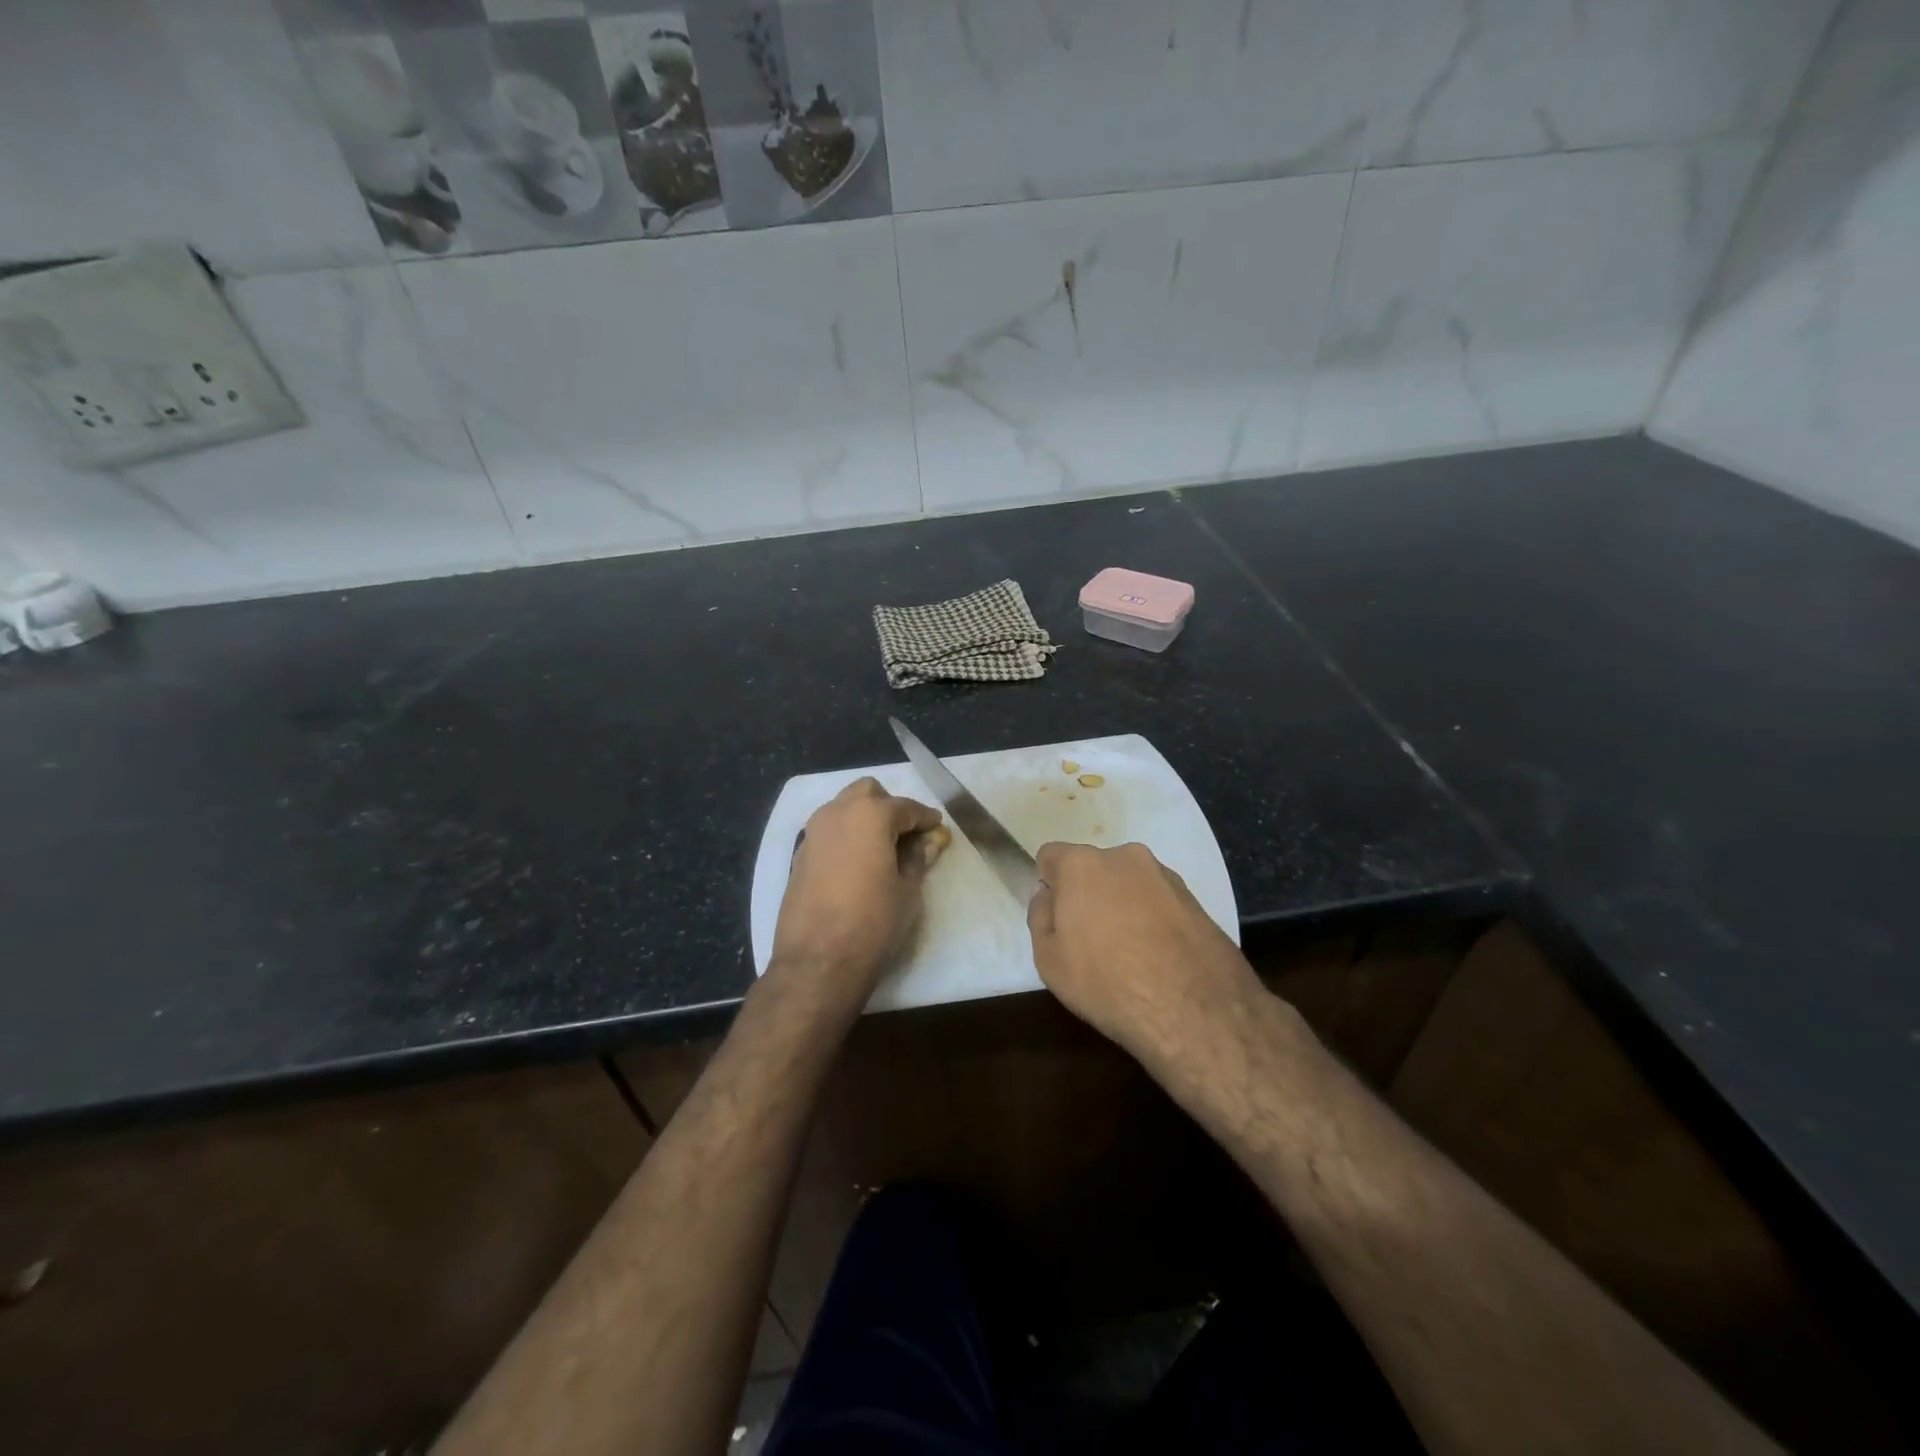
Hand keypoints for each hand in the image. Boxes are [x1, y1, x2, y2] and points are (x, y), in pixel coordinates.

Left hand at [770, 778, 949, 998]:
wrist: (818, 960)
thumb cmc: (873, 921)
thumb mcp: (907, 890)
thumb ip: (918, 858)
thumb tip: (929, 842)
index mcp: (870, 815)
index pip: (905, 807)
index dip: (925, 818)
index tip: (937, 827)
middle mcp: (838, 813)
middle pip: (868, 793)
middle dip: (889, 807)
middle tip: (906, 835)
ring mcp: (813, 832)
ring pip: (844, 808)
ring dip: (864, 818)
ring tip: (881, 849)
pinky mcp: (800, 854)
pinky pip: (828, 831)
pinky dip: (846, 836)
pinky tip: (857, 863)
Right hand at [1027, 842, 1262, 1068]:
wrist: (1195, 1010)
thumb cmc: (1107, 982)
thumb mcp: (1048, 959)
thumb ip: (1040, 917)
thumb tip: (1049, 896)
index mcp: (1082, 864)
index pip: (1050, 856)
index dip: (1049, 887)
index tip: (1057, 920)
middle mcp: (1125, 856)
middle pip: (1093, 868)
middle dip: (1088, 894)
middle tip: (1090, 940)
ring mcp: (1165, 875)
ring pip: (1129, 884)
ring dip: (1122, 906)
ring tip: (1129, 955)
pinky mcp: (1196, 899)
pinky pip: (1159, 901)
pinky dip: (1152, 920)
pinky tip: (1157, 959)